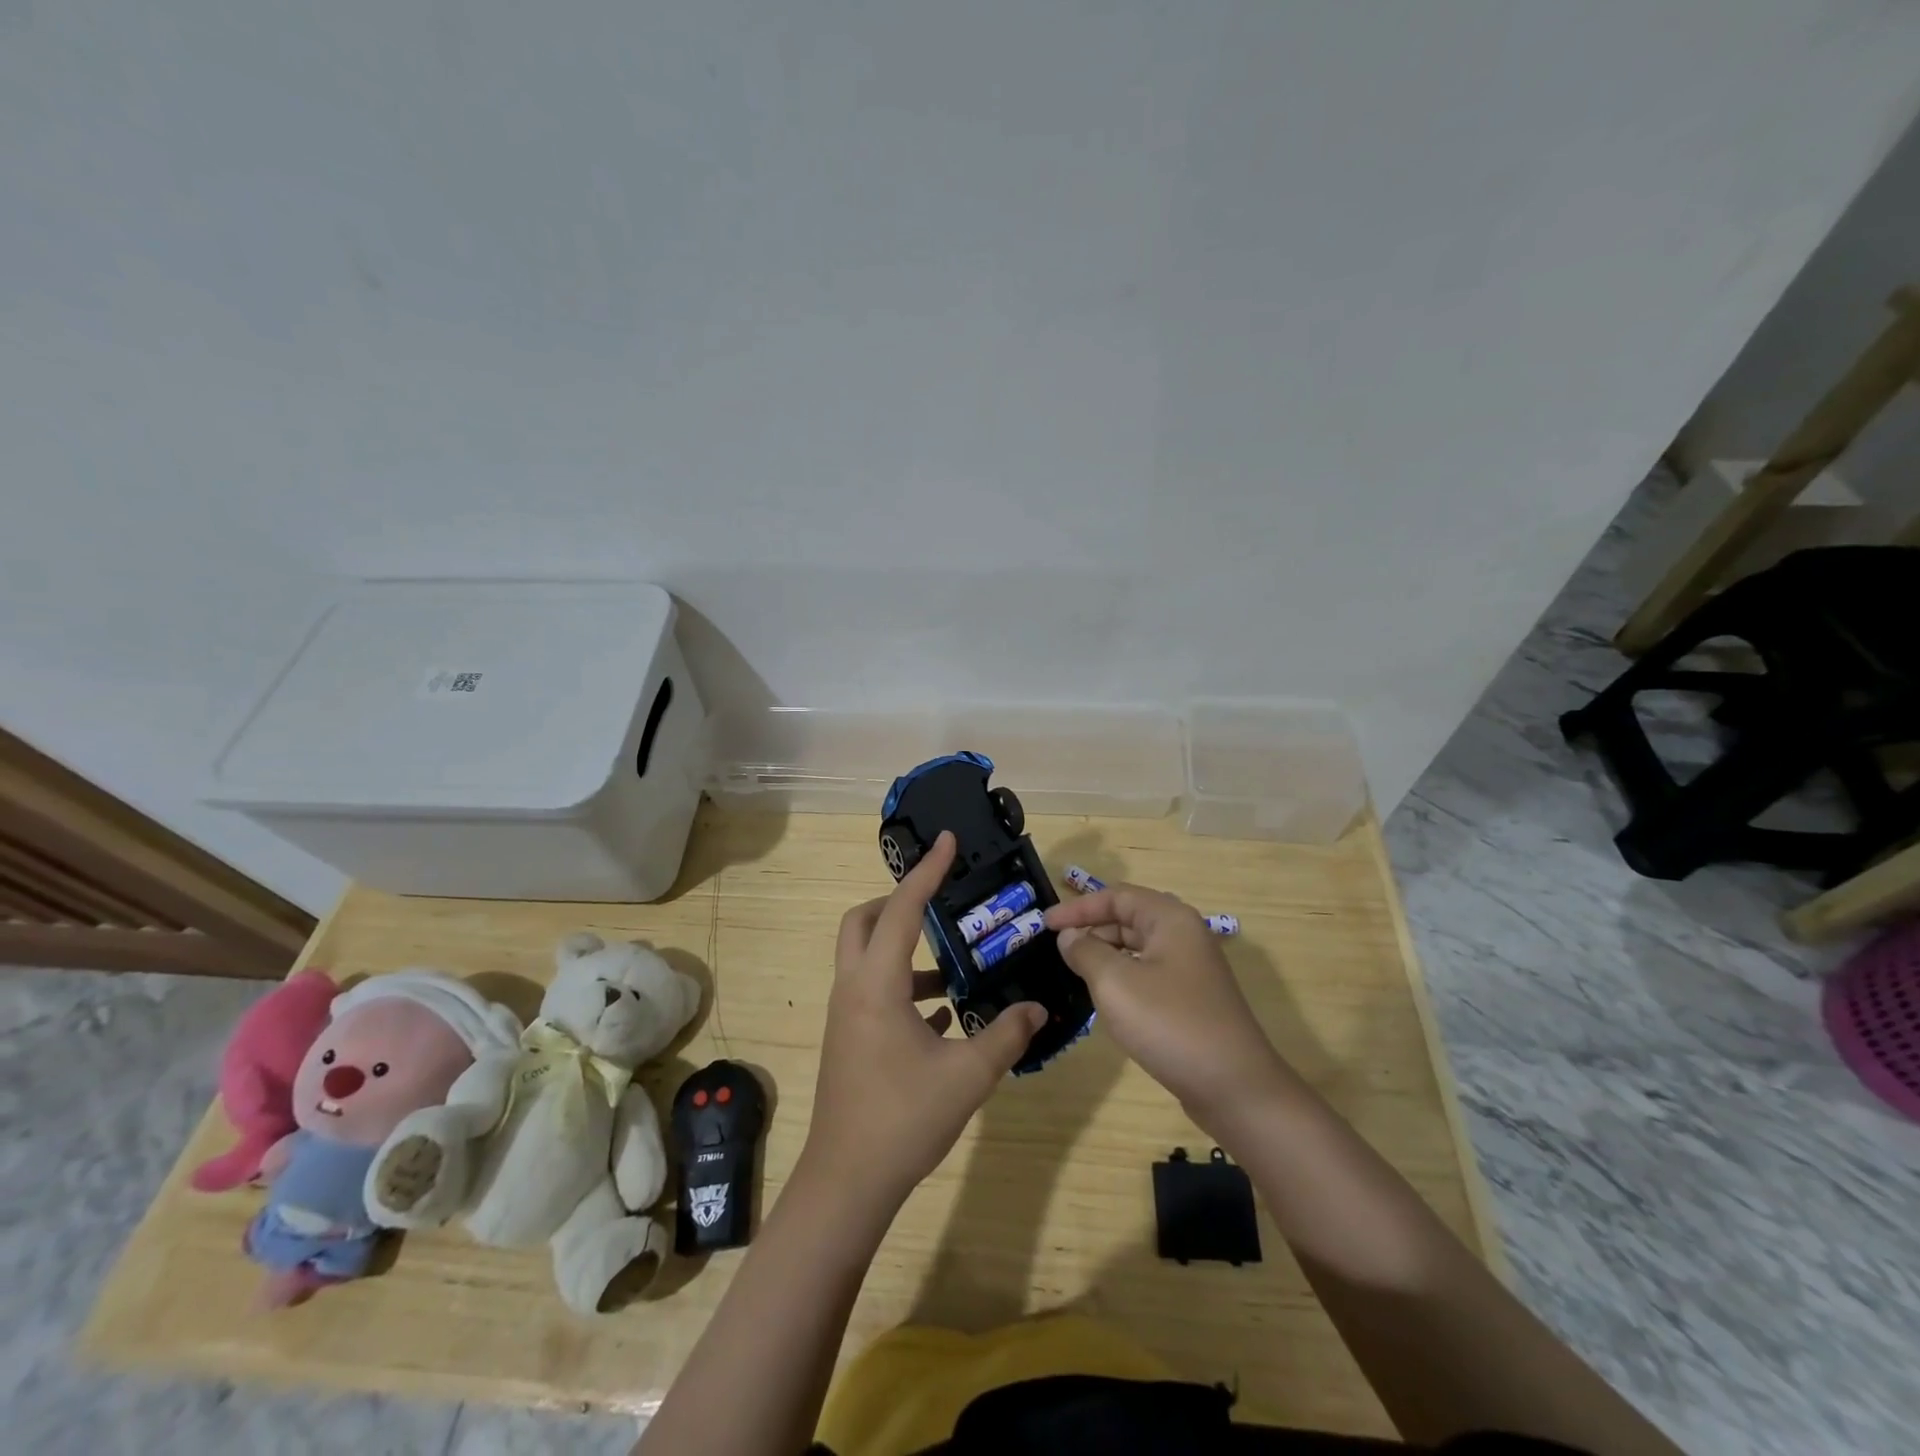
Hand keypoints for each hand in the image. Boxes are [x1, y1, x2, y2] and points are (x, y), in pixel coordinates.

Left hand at [798, 831, 1045, 1215]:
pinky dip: (903, 986)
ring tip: (952, 966)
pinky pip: (873, 992)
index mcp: (876, 984)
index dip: (926, 872)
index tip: (947, 842)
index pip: (901, 909)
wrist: (847, 1183)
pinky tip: (941, 1012)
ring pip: (866, 958)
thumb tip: (1038, 1008)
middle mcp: (853, 989)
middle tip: (938, 903)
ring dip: (903, 950)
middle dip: (895, 902)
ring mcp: (847, 1016)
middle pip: (861, 922)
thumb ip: (1006, 1035)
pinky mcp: (849, 1040)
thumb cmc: (903, 1119)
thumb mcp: (968, 1076)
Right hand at [1045, 883, 1290, 1123]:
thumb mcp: (1115, 982)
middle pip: (1128, 918)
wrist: (1234, 1087)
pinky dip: (1122, 977)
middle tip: (1057, 949)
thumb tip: (1070, 937)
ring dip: (1105, 955)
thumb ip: (1085, 951)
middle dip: (1091, 929)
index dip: (1077, 908)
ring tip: (1074, 972)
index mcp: (1170, 919)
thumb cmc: (1170, 1023)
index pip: (1116, 896)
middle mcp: (1184, 935)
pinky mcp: (1192, 999)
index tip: (1044, 924)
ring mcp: (1192, 969)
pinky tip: (1105, 999)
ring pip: (1138, 948)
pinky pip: (1148, 973)